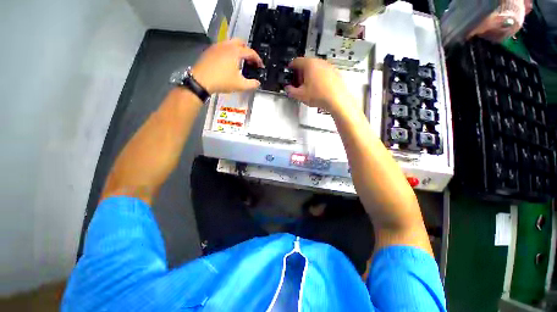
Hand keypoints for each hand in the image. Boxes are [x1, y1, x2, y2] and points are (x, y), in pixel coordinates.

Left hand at [191, 39, 263, 93]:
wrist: (201, 81)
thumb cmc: (222, 81)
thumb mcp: (240, 85)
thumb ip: (252, 84)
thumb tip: (257, 83)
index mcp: (236, 52)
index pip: (251, 52)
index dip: (258, 59)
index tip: (260, 66)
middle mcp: (227, 45)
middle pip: (241, 42)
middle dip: (247, 51)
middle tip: (250, 61)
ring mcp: (217, 46)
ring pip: (231, 43)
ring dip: (238, 50)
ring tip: (240, 62)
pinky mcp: (210, 50)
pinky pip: (223, 47)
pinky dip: (229, 52)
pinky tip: (228, 62)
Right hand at [285, 58, 350, 113]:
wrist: (337, 99)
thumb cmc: (319, 95)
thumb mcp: (300, 95)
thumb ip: (290, 91)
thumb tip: (288, 88)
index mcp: (309, 64)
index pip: (296, 61)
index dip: (290, 67)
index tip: (289, 72)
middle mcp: (319, 62)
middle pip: (306, 64)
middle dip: (300, 73)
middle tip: (297, 83)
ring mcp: (328, 66)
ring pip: (315, 68)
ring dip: (309, 75)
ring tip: (307, 87)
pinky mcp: (334, 72)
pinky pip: (322, 72)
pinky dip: (318, 77)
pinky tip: (317, 88)